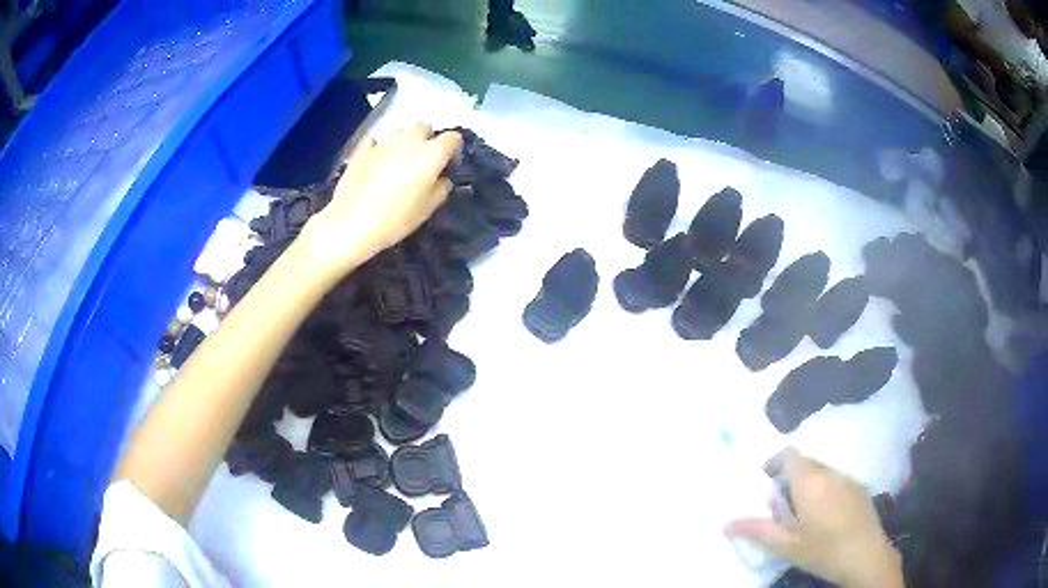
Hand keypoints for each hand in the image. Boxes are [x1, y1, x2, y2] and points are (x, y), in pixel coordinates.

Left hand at [297, 124, 461, 284]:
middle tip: (423, 161)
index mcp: (430, 154)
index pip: (452, 138)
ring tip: (399, 164)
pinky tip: (377, 163)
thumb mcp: (427, 210)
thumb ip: (441, 188)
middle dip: (427, 139)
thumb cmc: (395, 220)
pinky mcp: (361, 150)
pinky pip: (376, 142)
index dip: (453, 148)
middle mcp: (408, 141)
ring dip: (404, 143)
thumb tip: (442, 178)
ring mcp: (383, 143)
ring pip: (400, 133)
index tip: (449, 163)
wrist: (351, 224)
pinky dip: (379, 148)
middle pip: (424, 127)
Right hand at [725, 449, 902, 587]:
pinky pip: (837, 480)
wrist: (866, 555)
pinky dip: (825, 490)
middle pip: (806, 462)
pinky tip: (826, 517)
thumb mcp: (785, 545)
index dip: (775, 462)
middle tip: (781, 506)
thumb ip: (757, 530)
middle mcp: (830, 472)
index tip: (765, 480)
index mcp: (809, 481)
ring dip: (808, 484)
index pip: (789, 454)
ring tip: (802, 514)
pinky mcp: (860, 488)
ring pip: (822, 472)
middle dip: (790, 477)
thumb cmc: (822, 550)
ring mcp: (848, 478)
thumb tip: (726, 523)